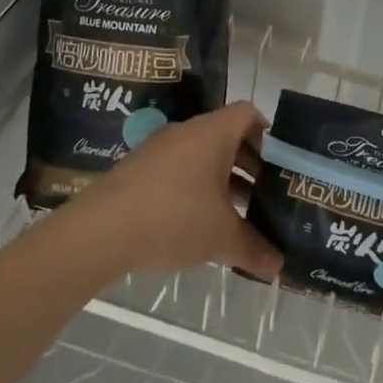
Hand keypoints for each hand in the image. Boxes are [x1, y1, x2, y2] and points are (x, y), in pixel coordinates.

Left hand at [66, 101, 284, 283]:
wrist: (102, 230)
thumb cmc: (174, 217)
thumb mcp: (222, 237)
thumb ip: (253, 249)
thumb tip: (279, 268)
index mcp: (213, 133)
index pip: (248, 114)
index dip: (268, 134)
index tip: (280, 164)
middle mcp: (187, 132)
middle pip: (226, 137)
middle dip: (248, 165)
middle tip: (266, 194)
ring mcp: (159, 149)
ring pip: (201, 157)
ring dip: (221, 180)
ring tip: (236, 216)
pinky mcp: (138, 170)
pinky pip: (177, 171)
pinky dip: (194, 189)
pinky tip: (198, 225)